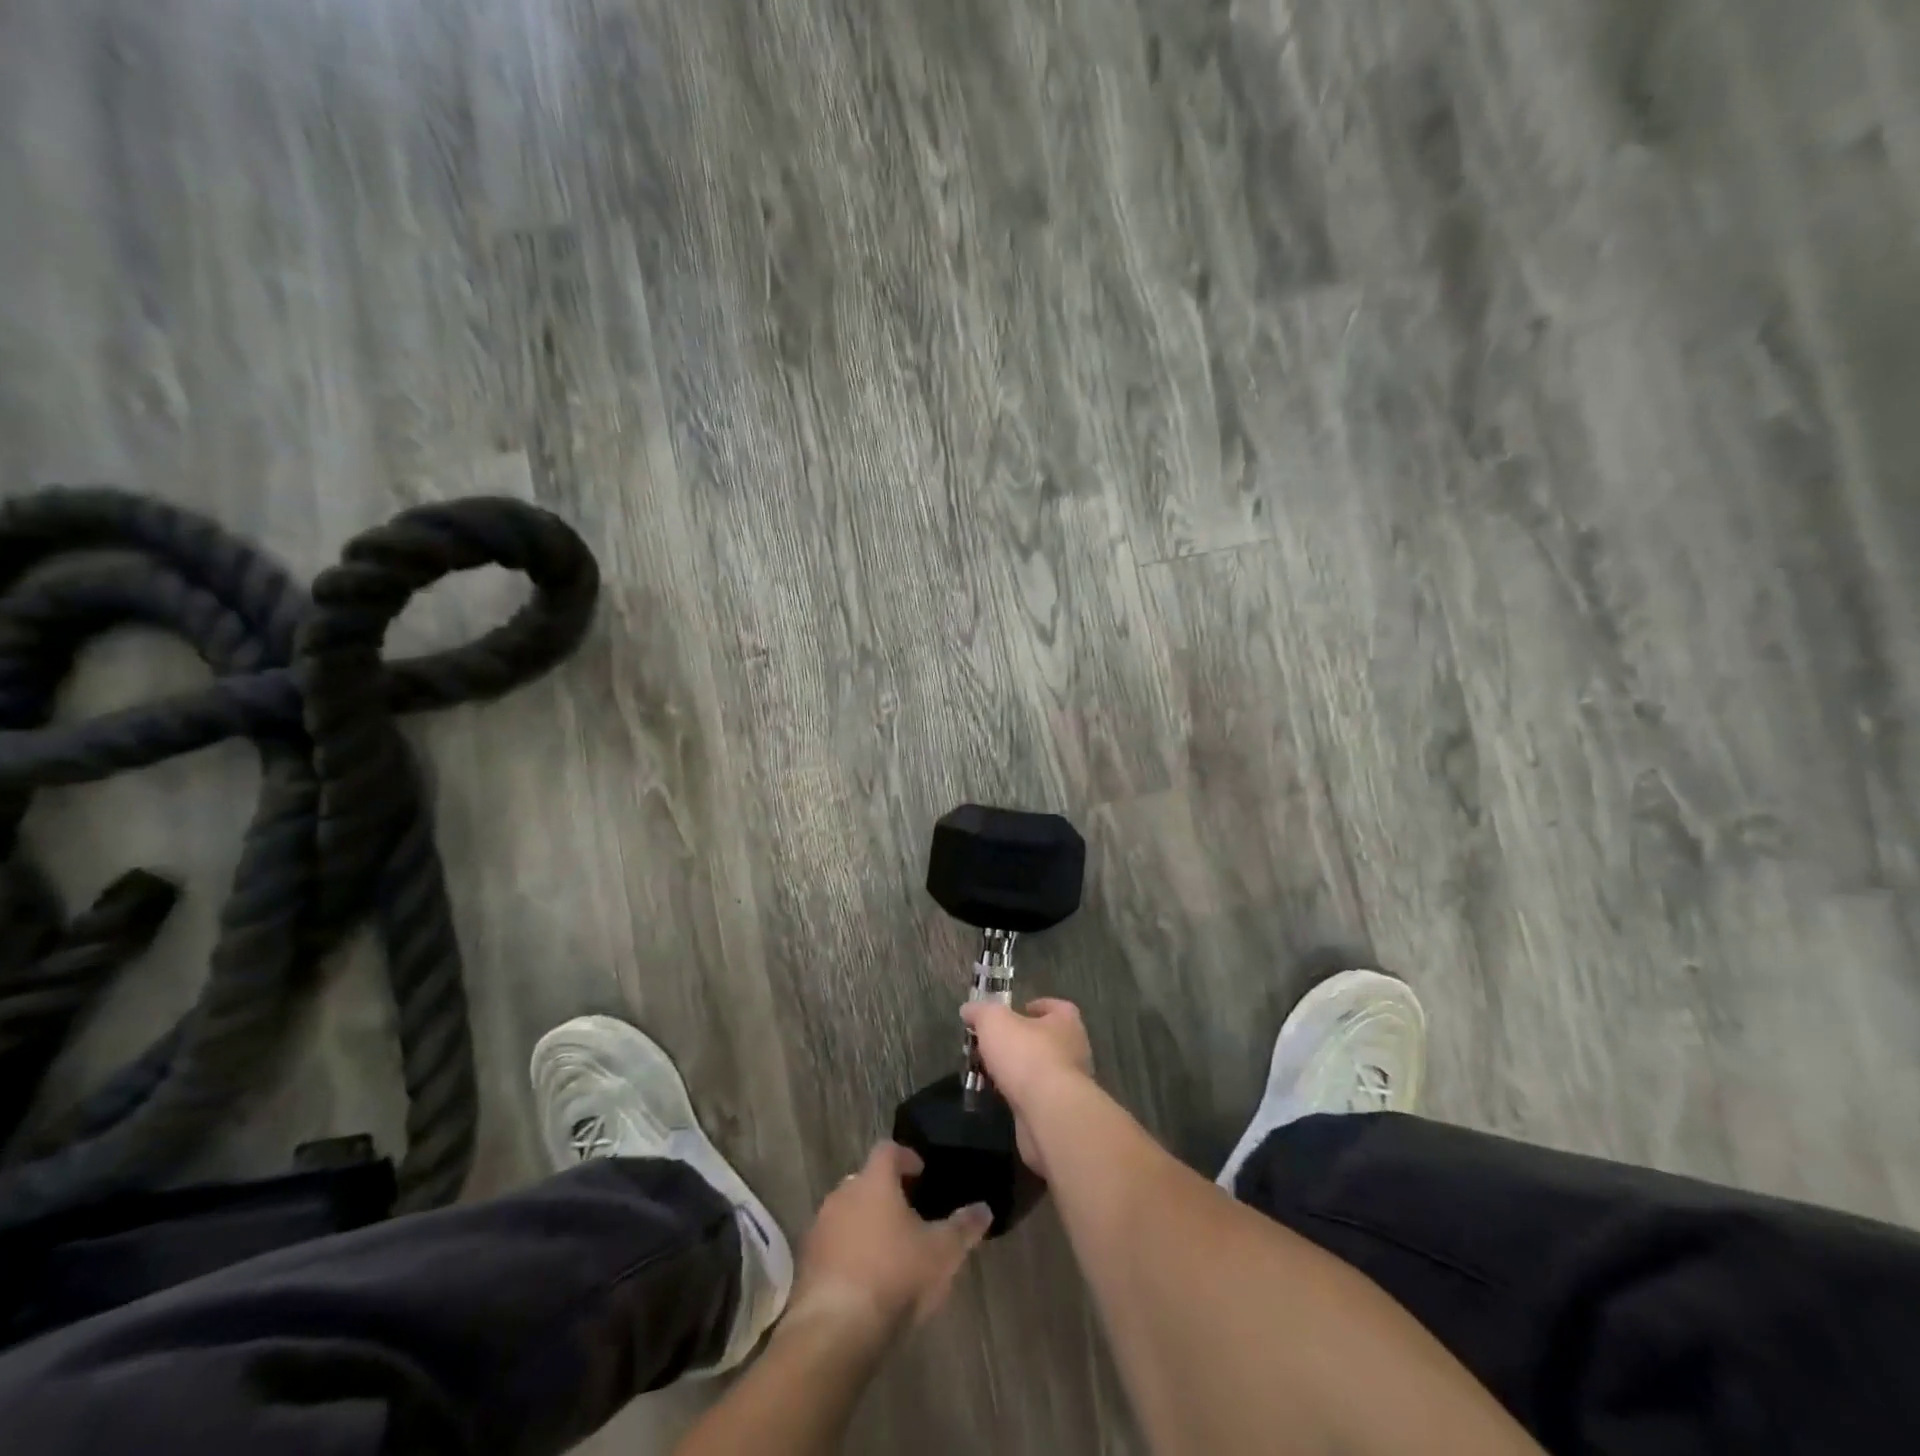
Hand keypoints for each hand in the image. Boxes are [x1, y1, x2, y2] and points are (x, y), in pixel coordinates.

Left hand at [786, 1142, 990, 1341]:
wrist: (835, 1330)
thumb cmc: (895, 1276)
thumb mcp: (942, 1253)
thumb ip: (964, 1227)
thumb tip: (984, 1208)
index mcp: (874, 1181)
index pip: (888, 1149)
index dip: (905, 1156)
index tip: (920, 1172)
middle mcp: (843, 1194)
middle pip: (865, 1181)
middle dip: (884, 1193)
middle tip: (907, 1213)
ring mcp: (820, 1227)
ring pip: (845, 1213)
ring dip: (863, 1223)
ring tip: (886, 1248)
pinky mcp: (806, 1263)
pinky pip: (831, 1245)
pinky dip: (846, 1252)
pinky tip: (863, 1278)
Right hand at [960, 998, 1094, 1177]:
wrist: (1049, 1112)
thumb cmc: (1026, 1054)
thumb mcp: (994, 1022)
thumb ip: (981, 1012)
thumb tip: (969, 1009)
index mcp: (1066, 1022)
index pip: (1057, 1007)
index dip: (1038, 1007)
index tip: (1019, 1010)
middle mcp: (1074, 1050)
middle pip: (1048, 1039)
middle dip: (1024, 1040)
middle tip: (996, 1043)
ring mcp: (1070, 1084)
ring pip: (1042, 1070)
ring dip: (1020, 1070)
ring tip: (993, 1071)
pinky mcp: (1060, 1112)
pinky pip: (1038, 1097)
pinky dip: (1021, 1095)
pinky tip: (1001, 1096)